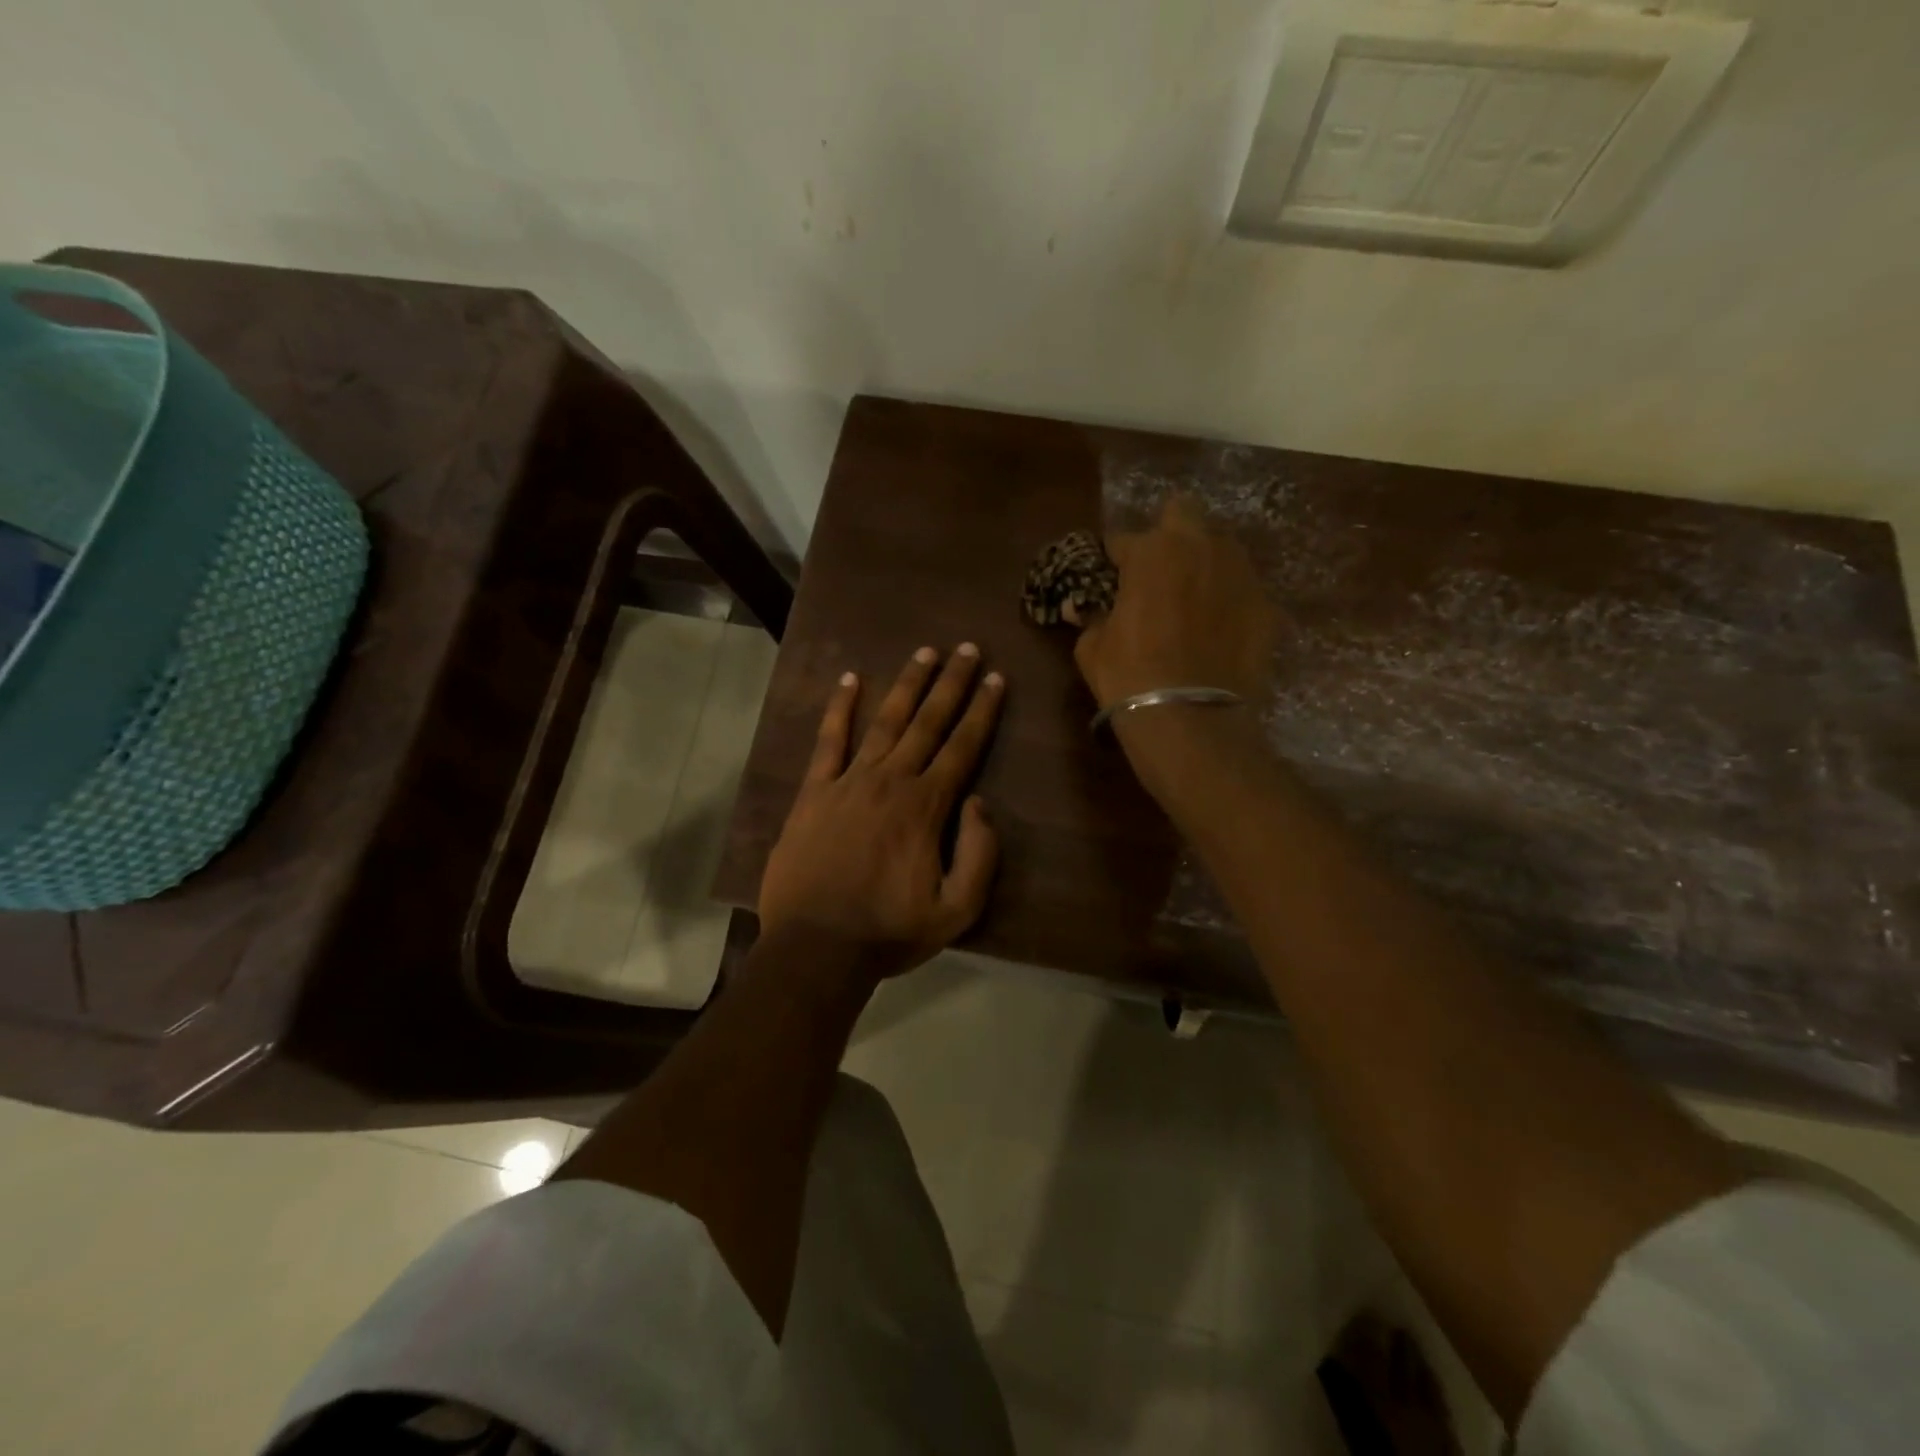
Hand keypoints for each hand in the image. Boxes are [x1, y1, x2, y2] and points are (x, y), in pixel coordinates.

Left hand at [759, 645, 1004, 981]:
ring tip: (925, 652)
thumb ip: (979, 855)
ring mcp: (848, 782)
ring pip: (884, 721)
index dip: (982, 711)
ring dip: (906, 684)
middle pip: (927, 722)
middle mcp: (891, 781)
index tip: (996, 679)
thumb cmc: (889, 931)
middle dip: (951, 683)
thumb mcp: (956, 911)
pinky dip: (840, 709)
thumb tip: (979, 804)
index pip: (962, 747)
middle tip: (967, 649)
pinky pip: (828, 741)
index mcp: (926, 807)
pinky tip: (850, 679)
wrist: (816, 948)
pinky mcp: (813, 792)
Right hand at [1074, 494, 1276, 708]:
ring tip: (1192, 596)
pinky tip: (1218, 628)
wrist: (1191, 719)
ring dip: (1202, 561)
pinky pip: (1242, 588)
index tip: (1107, 575)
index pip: (1122, 539)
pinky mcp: (1267, 605)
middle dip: (1167, 533)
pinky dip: (1228, 599)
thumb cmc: (1129, 677)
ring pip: (1220, 546)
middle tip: (1156, 569)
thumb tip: (1091, 610)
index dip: (1112, 558)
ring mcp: (1240, 573)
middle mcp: (1200, 547)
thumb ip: (1094, 616)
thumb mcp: (1091, 646)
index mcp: (1151, 551)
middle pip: (1183, 512)